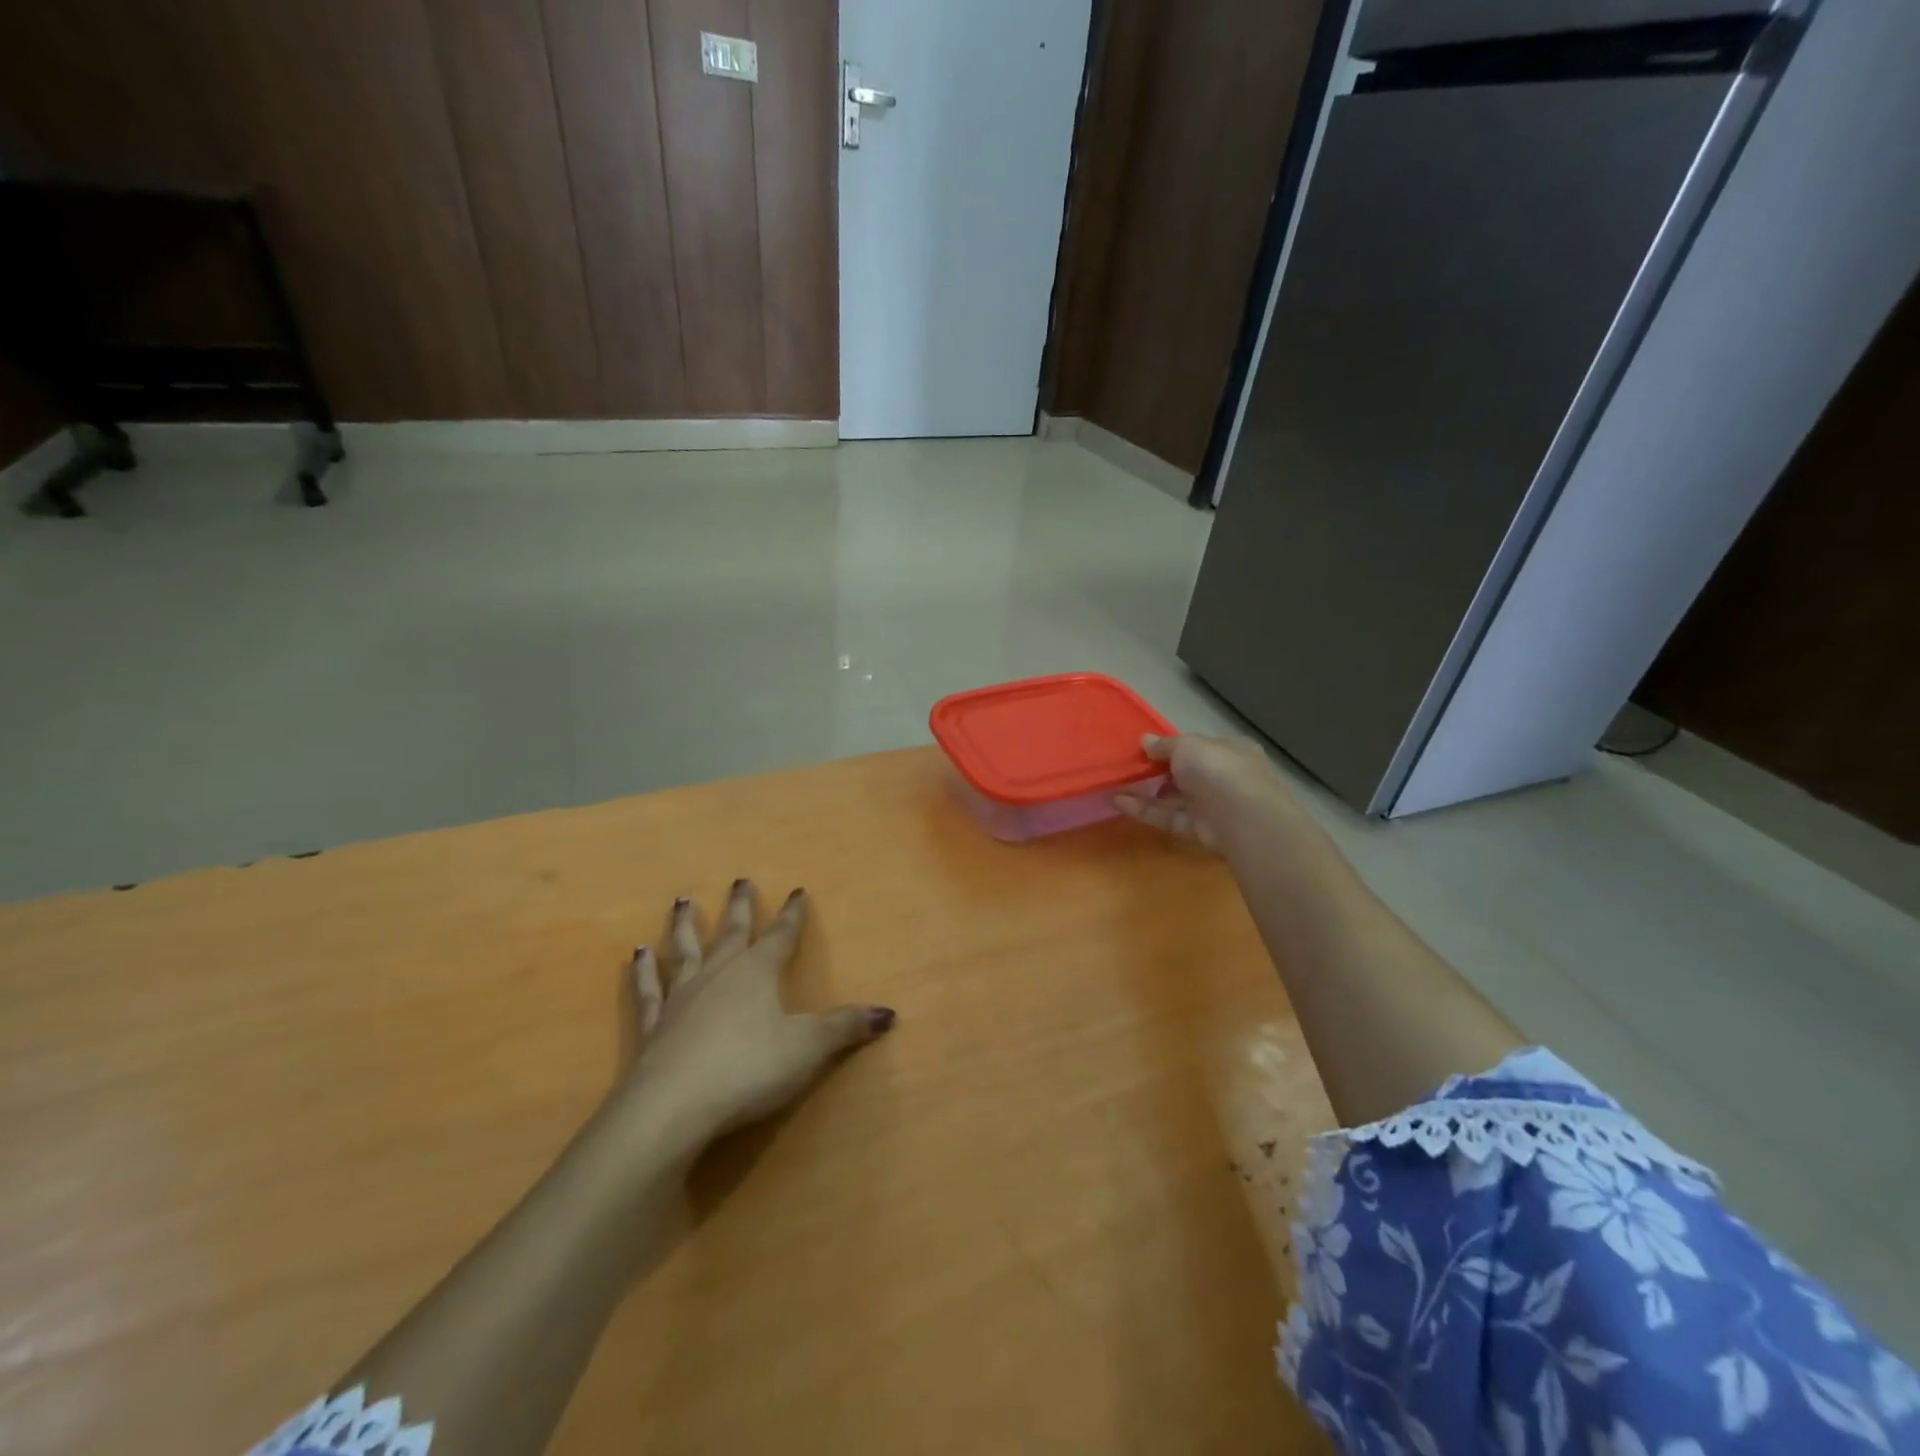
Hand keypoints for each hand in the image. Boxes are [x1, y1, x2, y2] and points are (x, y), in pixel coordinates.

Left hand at [625, 881, 895, 1144]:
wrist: (673, 1106)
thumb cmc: (748, 1068)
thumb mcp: (808, 1047)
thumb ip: (845, 1027)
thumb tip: (889, 1012)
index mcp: (758, 972)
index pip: (781, 936)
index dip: (792, 915)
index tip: (798, 890)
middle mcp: (719, 974)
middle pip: (731, 932)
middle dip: (740, 906)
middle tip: (740, 879)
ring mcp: (682, 997)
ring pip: (685, 950)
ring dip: (685, 925)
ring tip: (682, 900)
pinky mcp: (653, 1026)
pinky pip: (649, 990)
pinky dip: (643, 971)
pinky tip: (637, 954)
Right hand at [1115, 733, 1292, 851]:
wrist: (1242, 817)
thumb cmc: (1217, 769)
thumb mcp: (1186, 745)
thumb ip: (1164, 745)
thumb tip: (1145, 741)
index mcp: (1230, 750)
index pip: (1200, 747)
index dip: (1174, 747)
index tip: (1147, 749)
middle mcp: (1225, 777)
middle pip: (1187, 774)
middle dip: (1159, 772)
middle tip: (1130, 768)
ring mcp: (1215, 806)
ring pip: (1176, 798)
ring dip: (1147, 792)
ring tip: (1116, 786)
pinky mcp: (1202, 831)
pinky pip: (1171, 818)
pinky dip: (1147, 811)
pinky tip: (1120, 802)